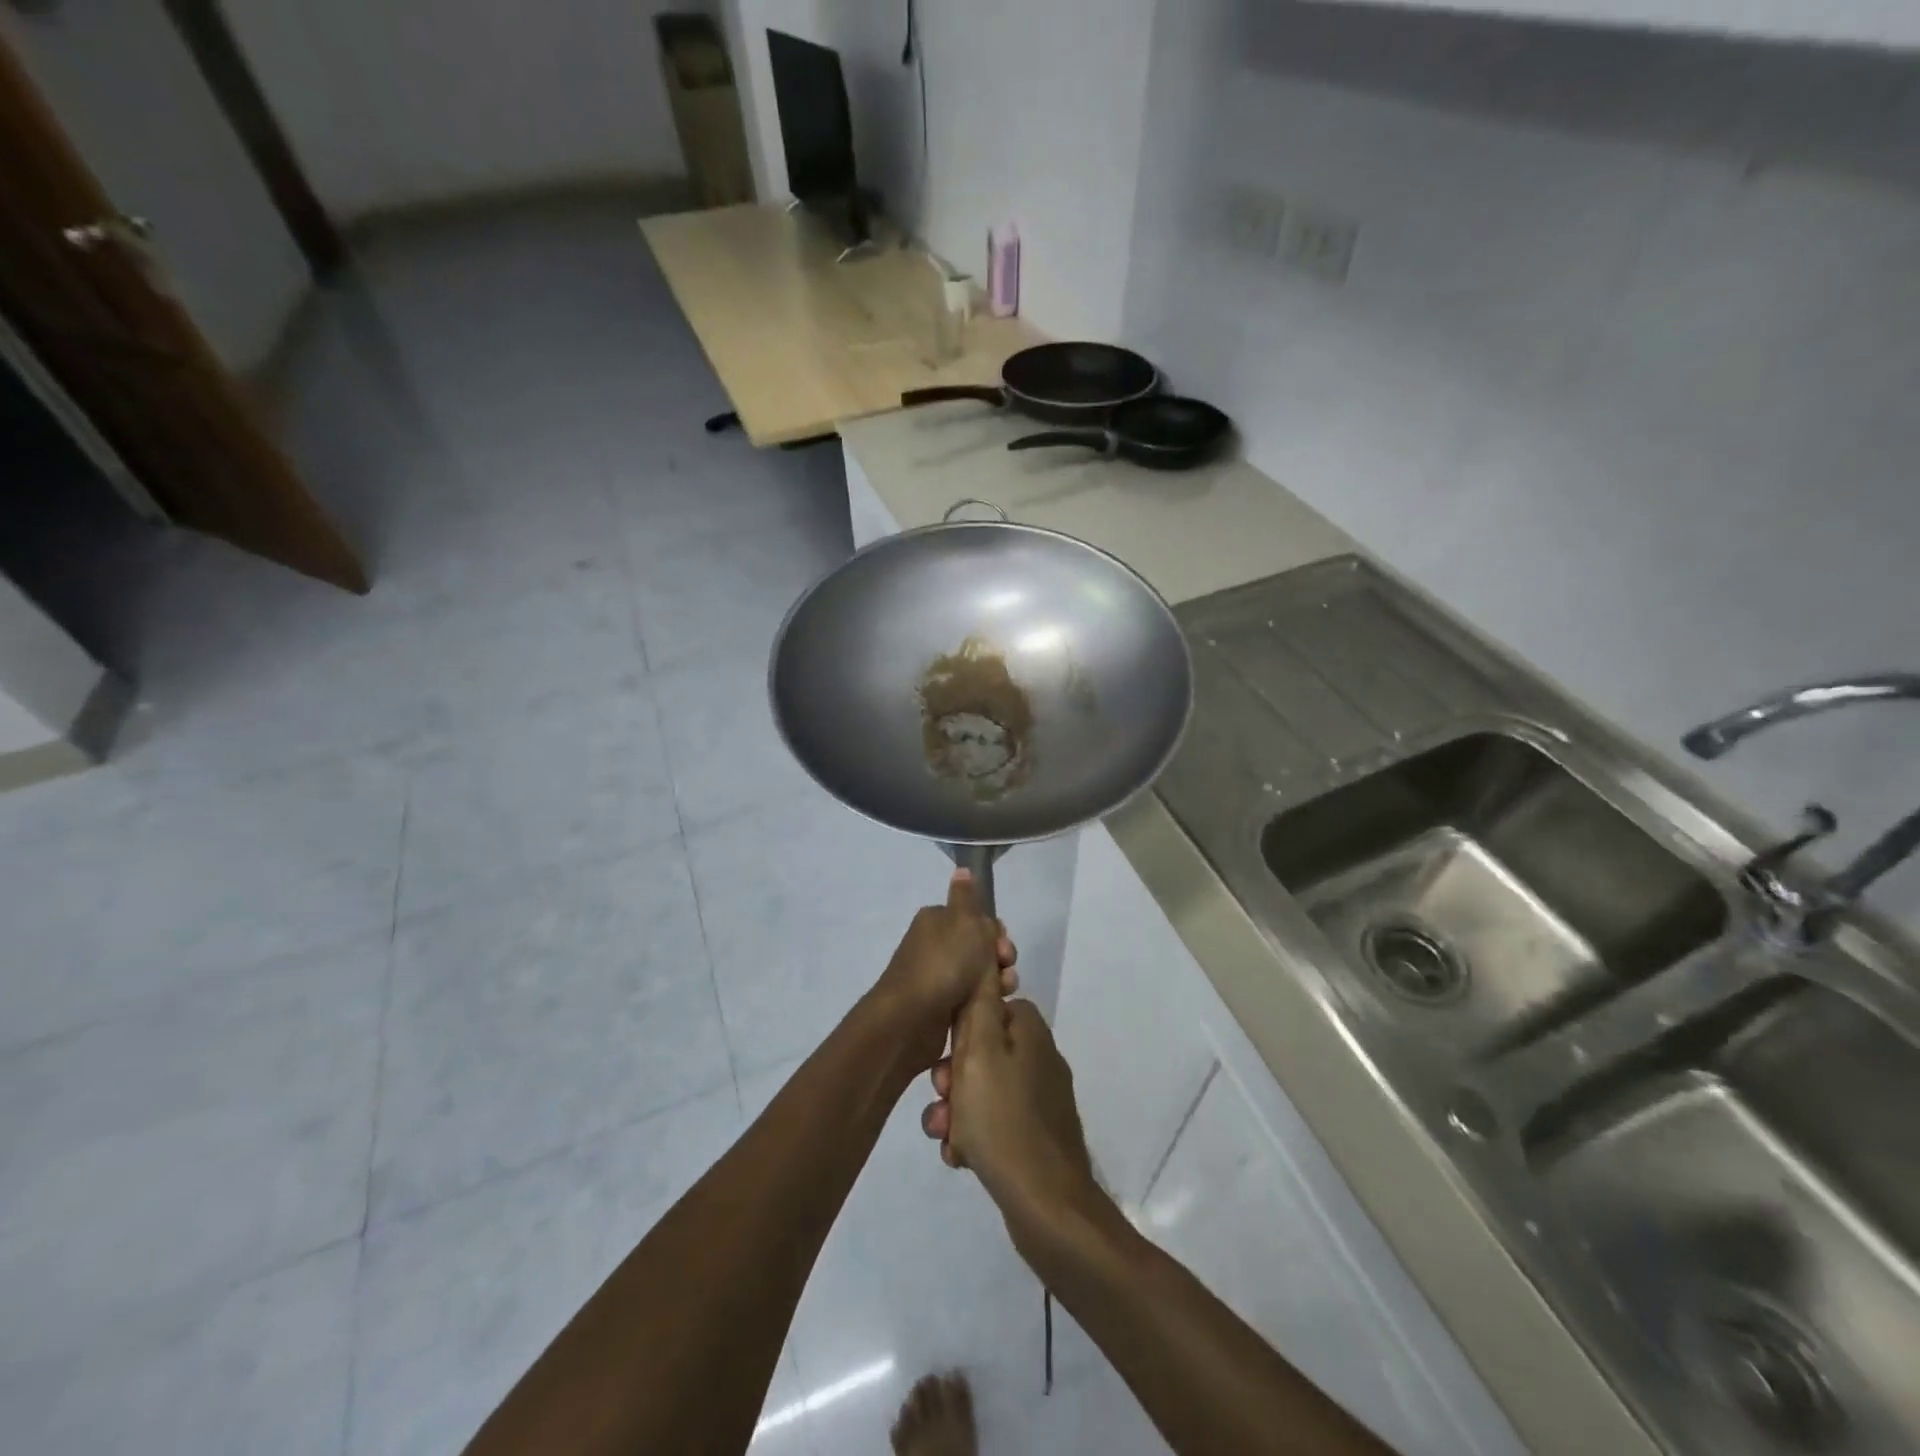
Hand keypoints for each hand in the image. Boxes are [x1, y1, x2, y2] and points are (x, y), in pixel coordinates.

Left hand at [871, 869, 1017, 1072]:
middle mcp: (935, 945)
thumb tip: (962, 869)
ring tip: (1003, 993)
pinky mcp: (940, 1007)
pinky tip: (993, 1010)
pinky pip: (970, 999)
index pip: (976, 919)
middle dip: (1000, 958)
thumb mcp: (964, 921)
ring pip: (979, 975)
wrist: (912, 1018)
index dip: (996, 932)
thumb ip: (968, 896)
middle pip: (980, 947)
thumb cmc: (944, 963)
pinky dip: (984, 1003)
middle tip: (1004, 969)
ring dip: (997, 982)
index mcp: (938, 920)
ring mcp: (937, 977)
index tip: (1003, 946)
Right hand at [919, 974, 1098, 1245]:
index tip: (945, 1054)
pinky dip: (974, 1136)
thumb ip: (977, 1006)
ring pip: (983, 1091)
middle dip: (952, 1077)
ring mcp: (1040, 1100)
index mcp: (1031, 1032)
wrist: (1045, 1205)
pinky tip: (960, 1157)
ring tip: (945, 1135)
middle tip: (942, 1099)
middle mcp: (1040, 1059)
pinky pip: (994, 1124)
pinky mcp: (1036, 1137)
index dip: (960, 1029)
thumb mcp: (978, 1051)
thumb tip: (984, 965)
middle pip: (982, 1052)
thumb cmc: (1003, 1119)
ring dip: (957, 1110)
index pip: (989, 1007)